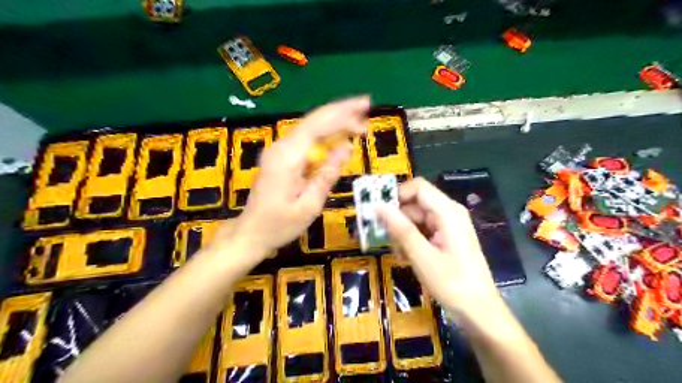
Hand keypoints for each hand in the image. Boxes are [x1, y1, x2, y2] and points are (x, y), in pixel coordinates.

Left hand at [216, 97, 370, 261]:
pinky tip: (338, 133)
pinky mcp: (280, 156)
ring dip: (333, 118)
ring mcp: (278, 150)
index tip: (365, 114)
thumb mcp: (309, 206)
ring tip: (357, 116)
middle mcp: (281, 147)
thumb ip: (327, 175)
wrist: (250, 232)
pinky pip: (305, 137)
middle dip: (340, 110)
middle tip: (365, 104)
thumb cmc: (279, 225)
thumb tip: (347, 148)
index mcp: (288, 158)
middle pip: (313, 120)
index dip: (343, 117)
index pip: (318, 127)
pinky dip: (324, 132)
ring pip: (309, 126)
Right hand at [375, 178, 501, 321]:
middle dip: (397, 220)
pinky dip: (410, 241)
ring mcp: (447, 226)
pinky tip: (406, 258)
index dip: (396, 195)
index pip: (417, 188)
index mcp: (448, 211)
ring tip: (398, 255)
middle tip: (385, 241)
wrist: (479, 312)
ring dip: (402, 234)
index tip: (378, 212)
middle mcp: (448, 213)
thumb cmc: (453, 284)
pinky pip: (421, 231)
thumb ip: (401, 229)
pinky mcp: (445, 238)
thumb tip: (377, 205)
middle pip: (414, 204)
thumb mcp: (422, 256)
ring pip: (415, 219)